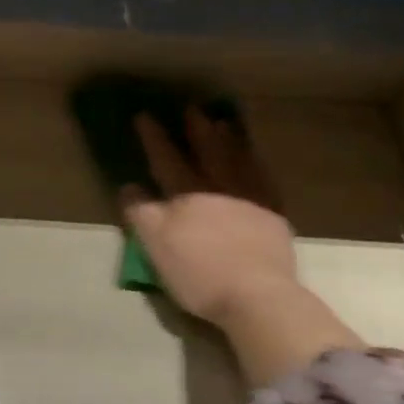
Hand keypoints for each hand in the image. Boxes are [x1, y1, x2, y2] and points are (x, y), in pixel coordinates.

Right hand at [121, 109, 360, 383]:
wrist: (257, 295)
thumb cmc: (199, 272)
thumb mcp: (155, 245)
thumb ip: (141, 213)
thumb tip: (129, 186)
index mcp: (187, 195)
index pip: (166, 159)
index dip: (154, 138)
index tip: (144, 115)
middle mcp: (219, 189)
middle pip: (207, 152)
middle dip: (197, 130)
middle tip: (192, 108)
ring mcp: (251, 200)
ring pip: (238, 161)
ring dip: (229, 140)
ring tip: (225, 123)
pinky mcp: (274, 217)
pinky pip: (263, 180)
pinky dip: (256, 165)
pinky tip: (255, 161)